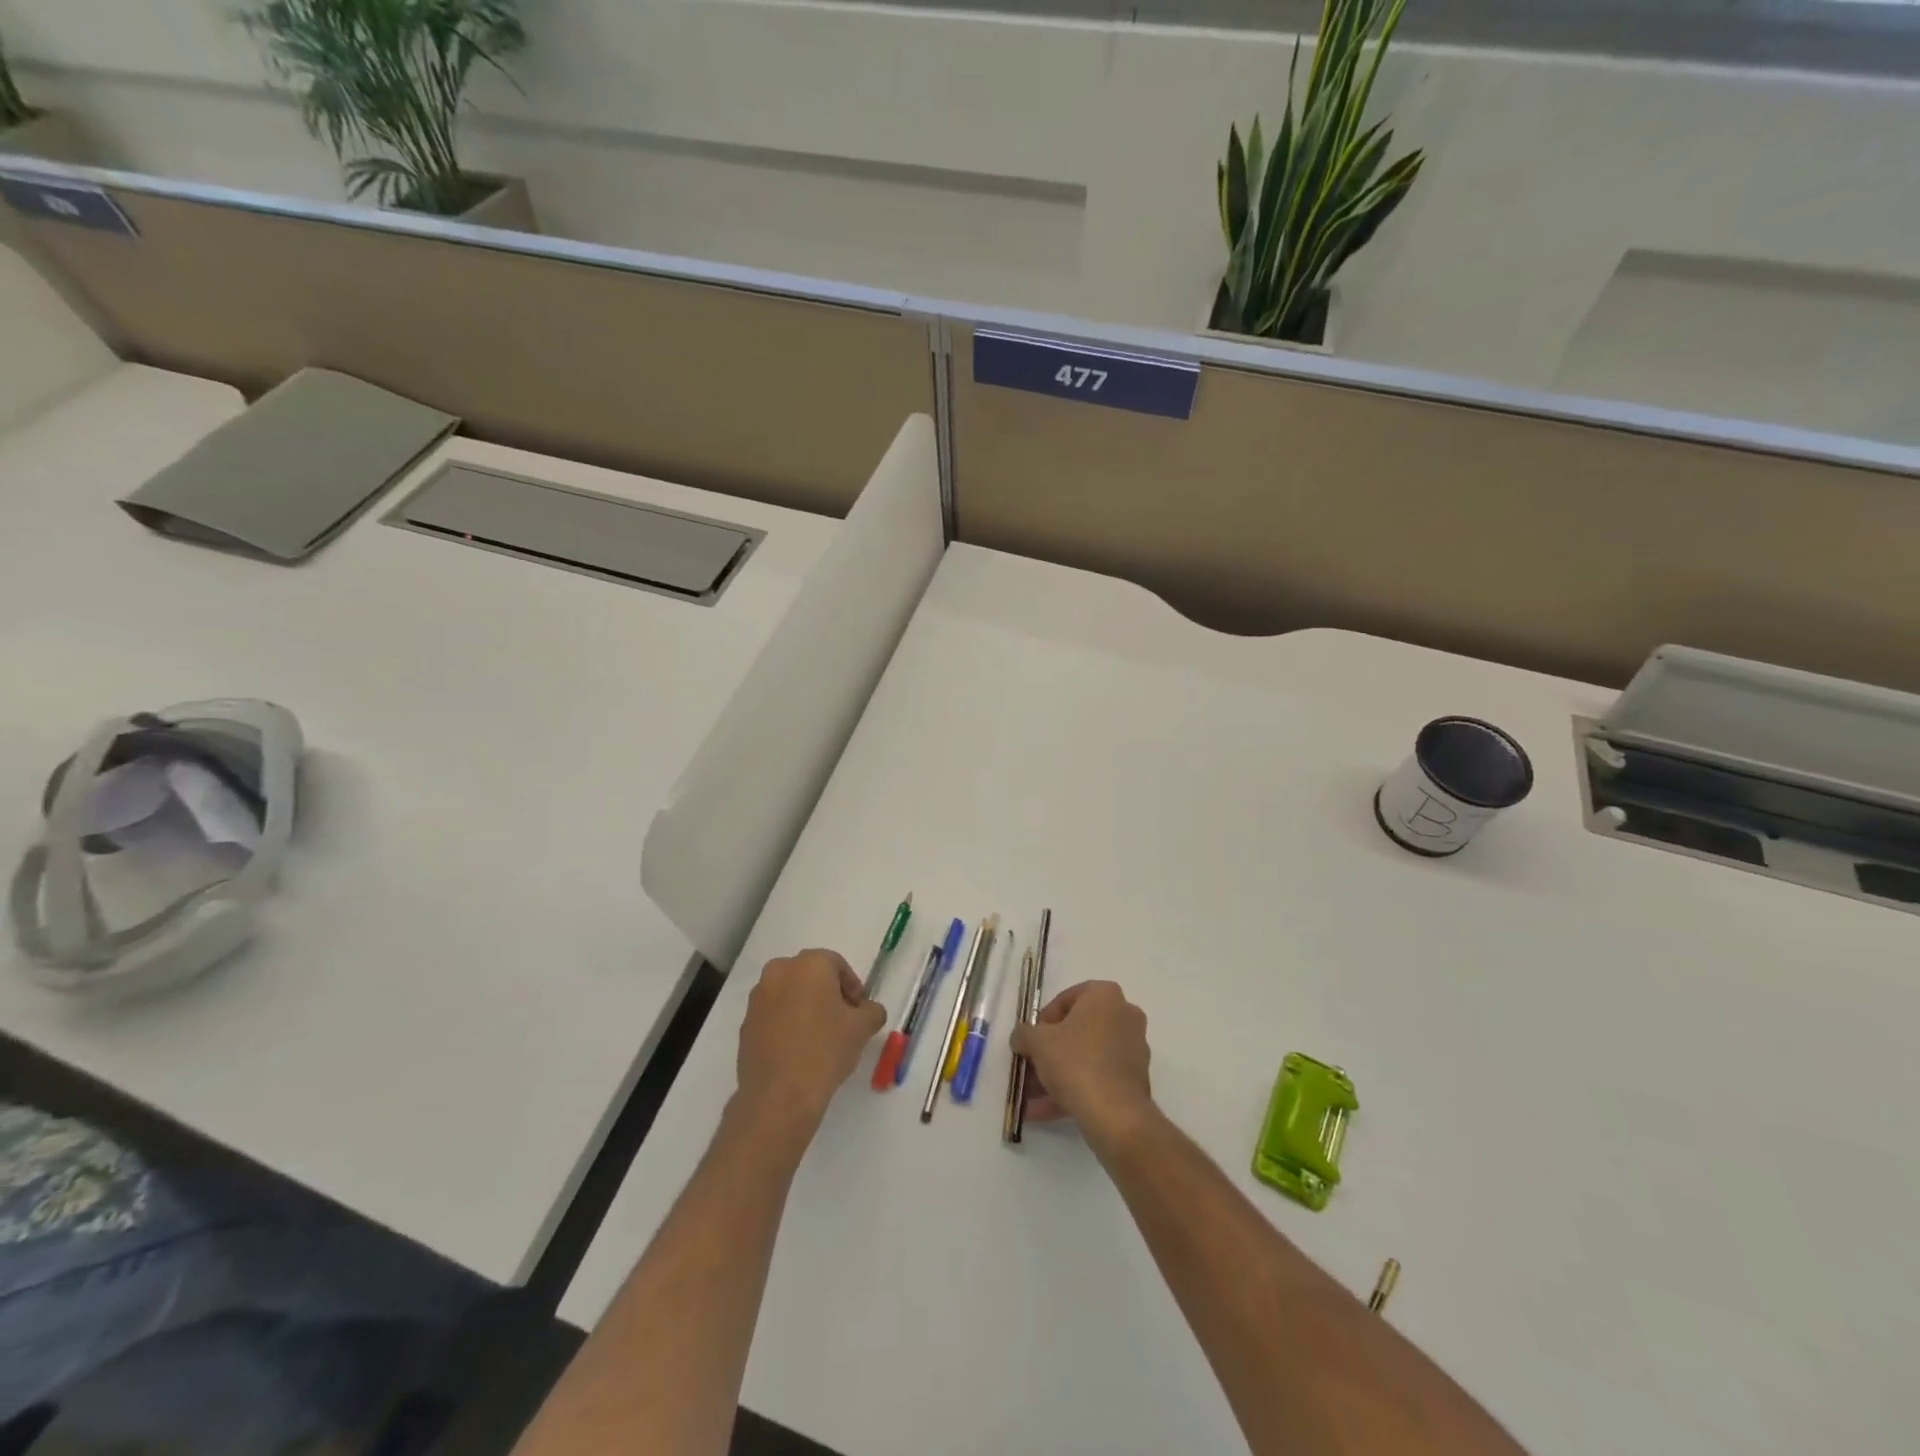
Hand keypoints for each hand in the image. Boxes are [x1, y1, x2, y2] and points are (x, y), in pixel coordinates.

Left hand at [736, 949, 886, 1136]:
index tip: (859, 1011)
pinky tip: (797, 1050)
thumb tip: (868, 1010)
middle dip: (827, 993)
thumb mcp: (862, 1028)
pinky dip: (786, 1023)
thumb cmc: (825, 1050)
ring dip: (805, 1007)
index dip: (852, 987)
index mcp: (809, 964)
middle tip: (841, 1020)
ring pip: (789, 993)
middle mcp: (780, 971)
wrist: (779, 1095)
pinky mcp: (745, 1024)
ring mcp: (758, 998)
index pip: (837, 965)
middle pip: (810, 975)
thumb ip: (872, 1011)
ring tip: (819, 1037)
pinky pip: (773, 1014)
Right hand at [1010, 980, 1152, 1142]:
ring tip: (1029, 1097)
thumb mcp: (1037, 1042)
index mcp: (1105, 996)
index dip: (1043, 1019)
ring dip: (1056, 1075)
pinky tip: (1042, 1111)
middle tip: (1028, 1068)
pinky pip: (1097, 1079)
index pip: (1067, 998)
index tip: (1031, 1039)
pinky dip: (1072, 1090)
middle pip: (1077, 1031)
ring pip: (1086, 1058)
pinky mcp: (1134, 1081)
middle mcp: (1124, 1016)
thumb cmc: (1076, 1062)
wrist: (1115, 1115)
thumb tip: (1021, 1038)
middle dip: (1049, 1052)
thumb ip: (1024, 1034)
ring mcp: (1133, 1050)